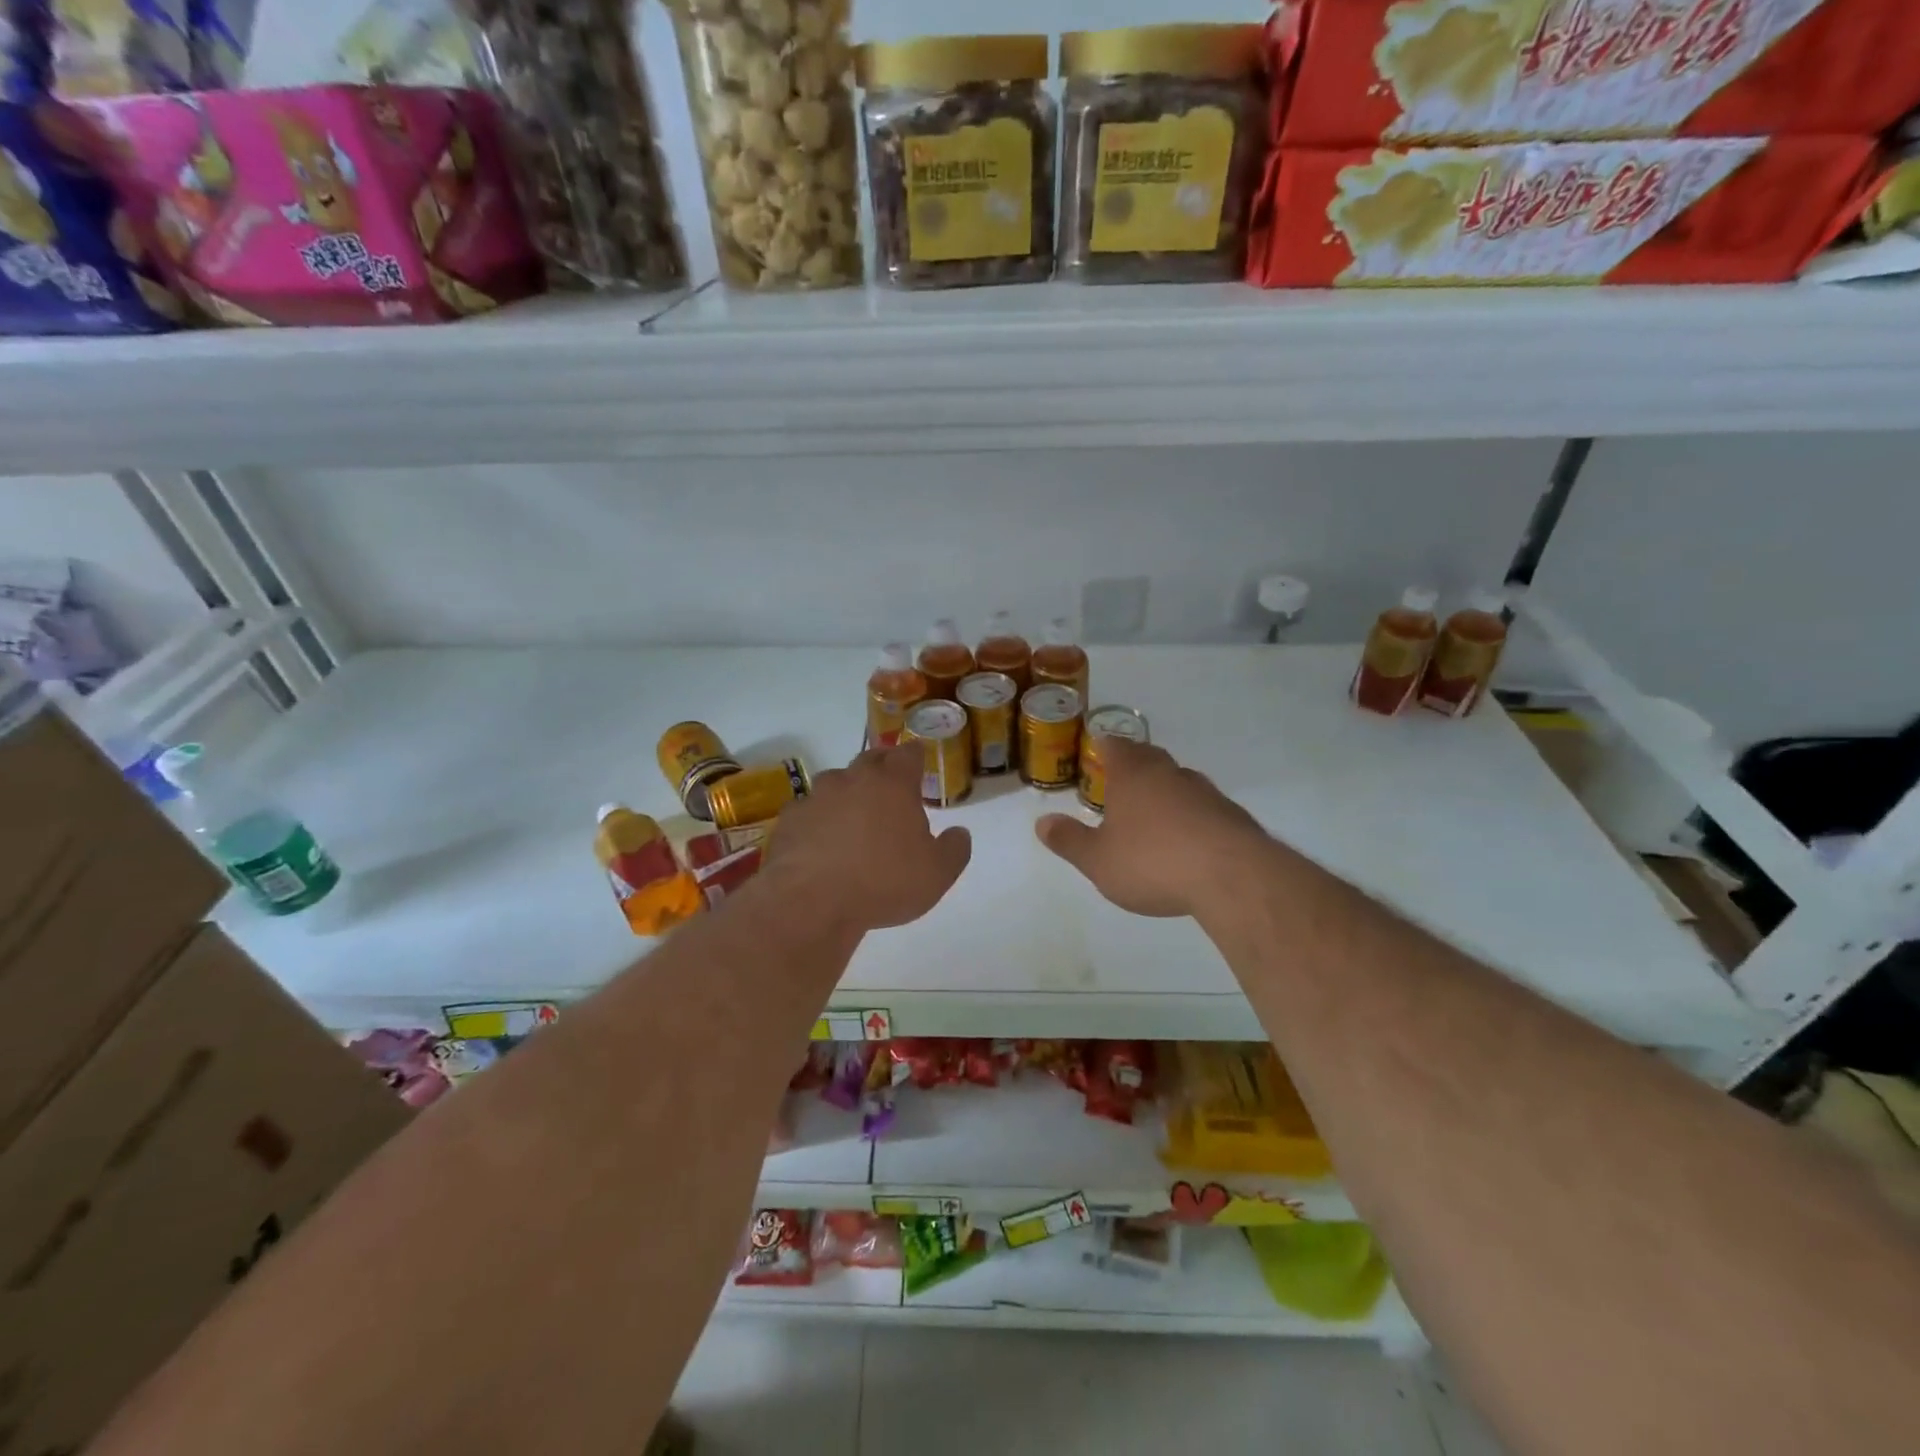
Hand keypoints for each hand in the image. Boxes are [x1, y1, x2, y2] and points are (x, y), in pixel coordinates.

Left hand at [762, 745, 970, 933]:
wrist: (810, 902)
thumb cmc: (883, 882)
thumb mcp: (937, 874)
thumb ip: (954, 849)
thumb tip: (959, 832)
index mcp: (893, 784)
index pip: (908, 754)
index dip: (916, 756)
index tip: (919, 761)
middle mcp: (853, 780)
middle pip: (870, 759)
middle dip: (882, 766)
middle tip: (890, 785)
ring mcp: (816, 797)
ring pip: (835, 783)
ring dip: (847, 793)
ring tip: (854, 818)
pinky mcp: (789, 819)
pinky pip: (809, 811)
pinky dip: (818, 820)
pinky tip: (821, 843)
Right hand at [1035, 738, 1268, 918]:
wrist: (1231, 876)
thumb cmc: (1152, 862)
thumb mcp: (1098, 860)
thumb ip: (1069, 840)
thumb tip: (1041, 822)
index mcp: (1133, 775)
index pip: (1115, 747)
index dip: (1105, 747)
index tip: (1098, 750)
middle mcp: (1169, 774)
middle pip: (1149, 757)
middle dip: (1135, 765)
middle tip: (1121, 780)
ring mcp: (1205, 792)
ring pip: (1179, 781)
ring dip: (1165, 791)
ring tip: (1153, 813)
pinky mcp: (1232, 815)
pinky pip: (1204, 807)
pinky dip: (1192, 816)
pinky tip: (1188, 840)